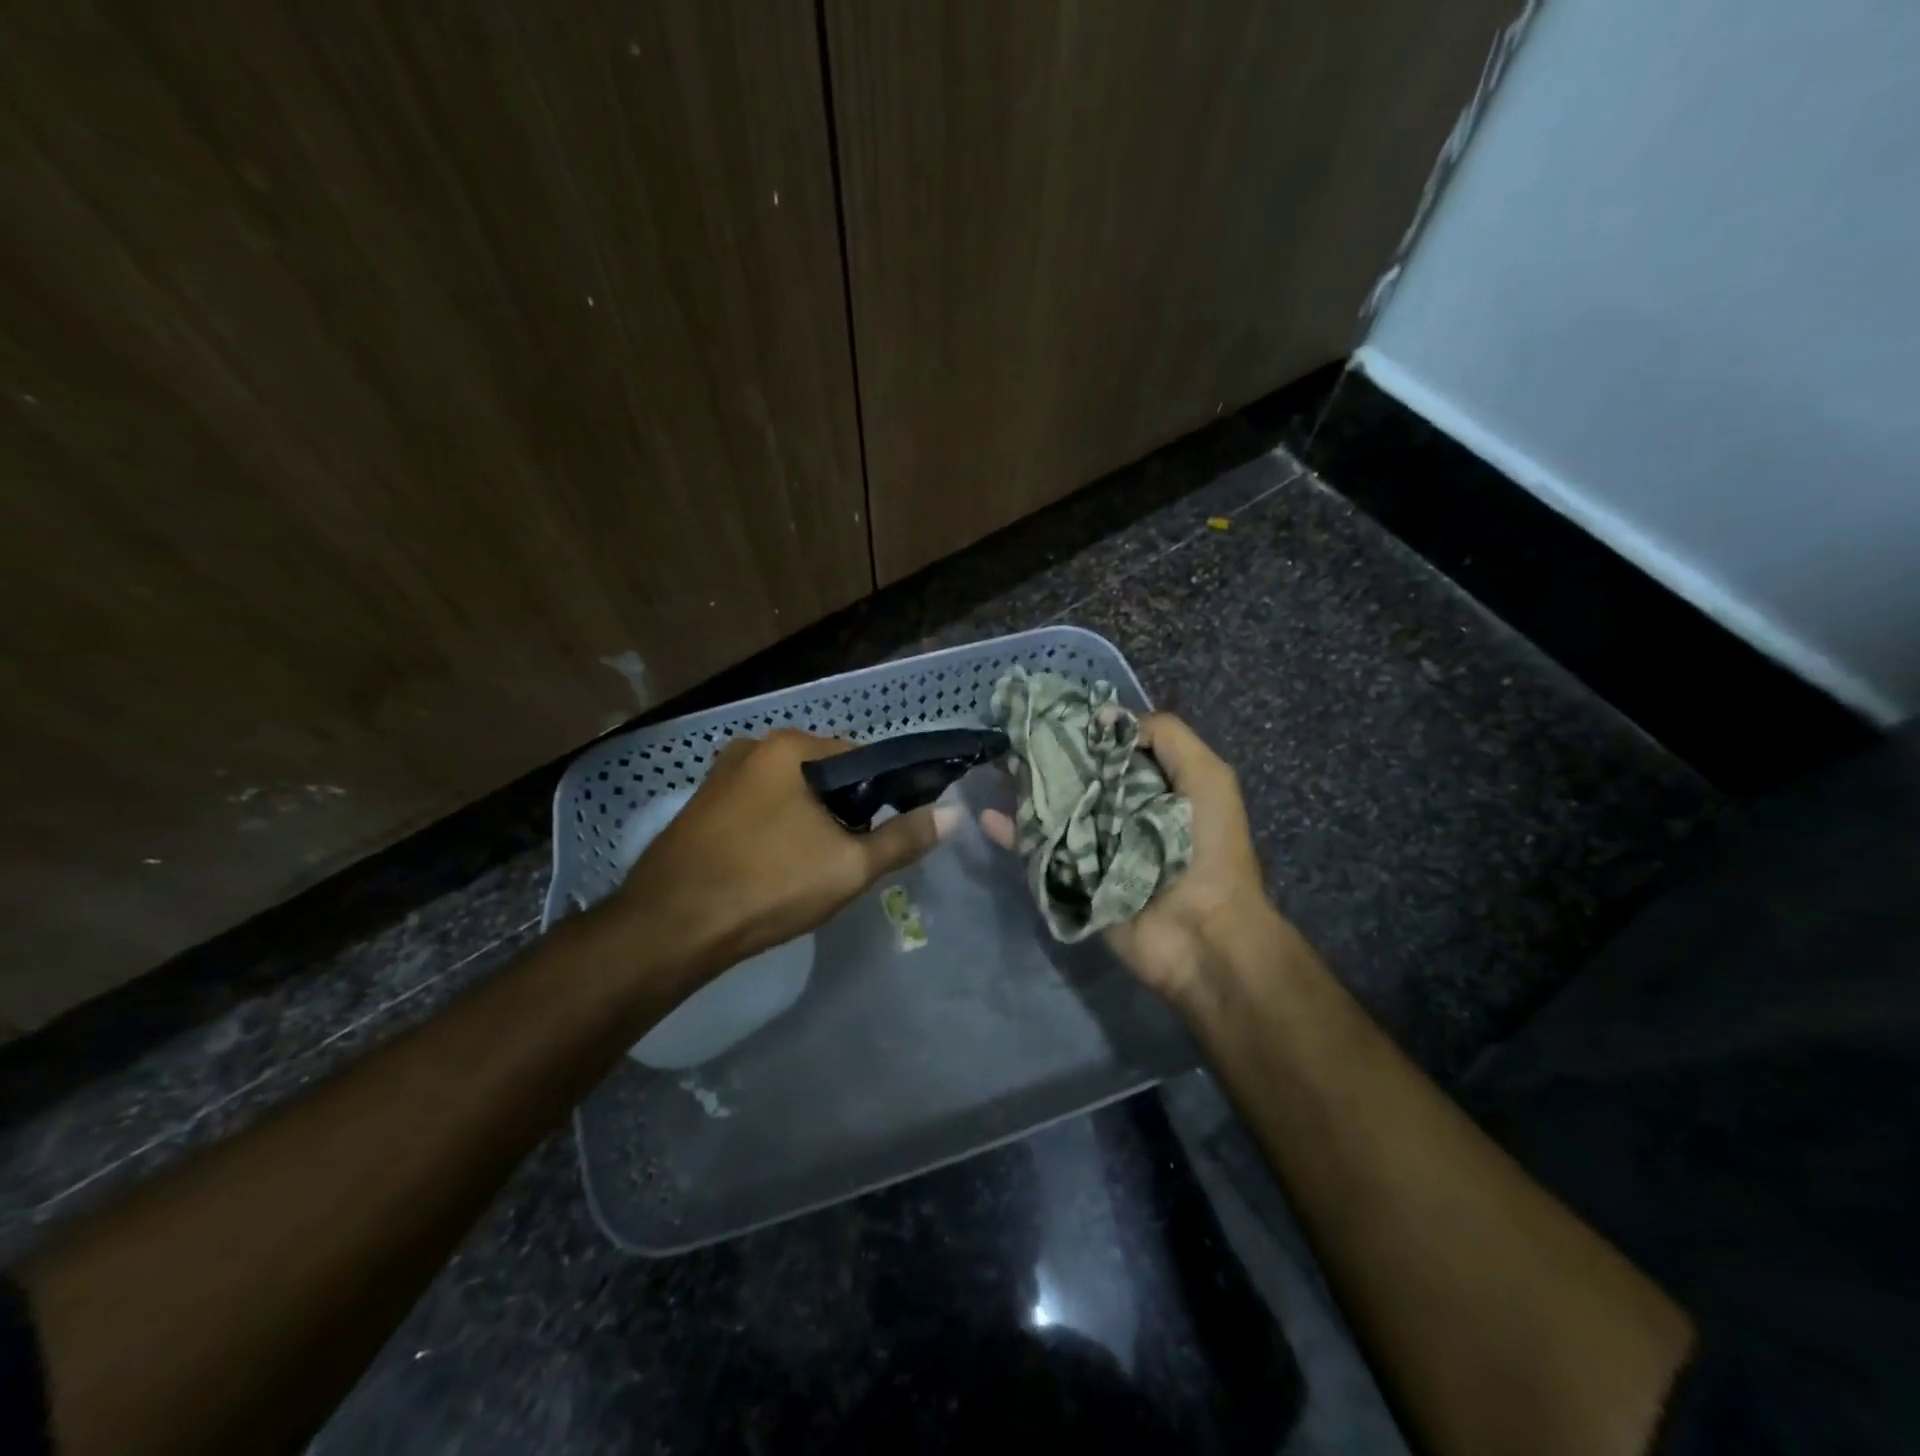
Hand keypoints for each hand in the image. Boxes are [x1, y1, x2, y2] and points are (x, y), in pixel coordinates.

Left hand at [616, 730, 960, 975]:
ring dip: (811, 822)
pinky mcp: (701, 808)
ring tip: (816, 868)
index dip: (884, 793)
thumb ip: (904, 838)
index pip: (861, 757)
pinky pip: (759, 810)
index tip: (890, 831)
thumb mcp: (849, 866)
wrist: (669, 928)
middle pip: (823, 775)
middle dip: (845, 811)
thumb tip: (954, 815)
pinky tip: (776, 868)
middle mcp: (752, 748)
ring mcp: (720, 777)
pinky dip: (777, 830)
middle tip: (852, 857)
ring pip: (790, 794)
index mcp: (789, 748)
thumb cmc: (768, 885)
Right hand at [981, 712, 1275, 1004]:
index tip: (1049, 712)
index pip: (1109, 749)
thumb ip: (1167, 737)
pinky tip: (988, 816)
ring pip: (1051, 810)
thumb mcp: (1207, 778)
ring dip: (1023, 790)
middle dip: (1046, 757)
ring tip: (994, 767)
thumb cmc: (1209, 849)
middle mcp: (1119, 811)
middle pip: (1075, 777)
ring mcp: (1092, 846)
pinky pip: (1037, 851)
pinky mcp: (1071, 878)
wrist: (1203, 934)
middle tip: (1011, 736)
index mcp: (1152, 786)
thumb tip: (1105, 717)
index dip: (1083, 729)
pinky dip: (1012, 834)